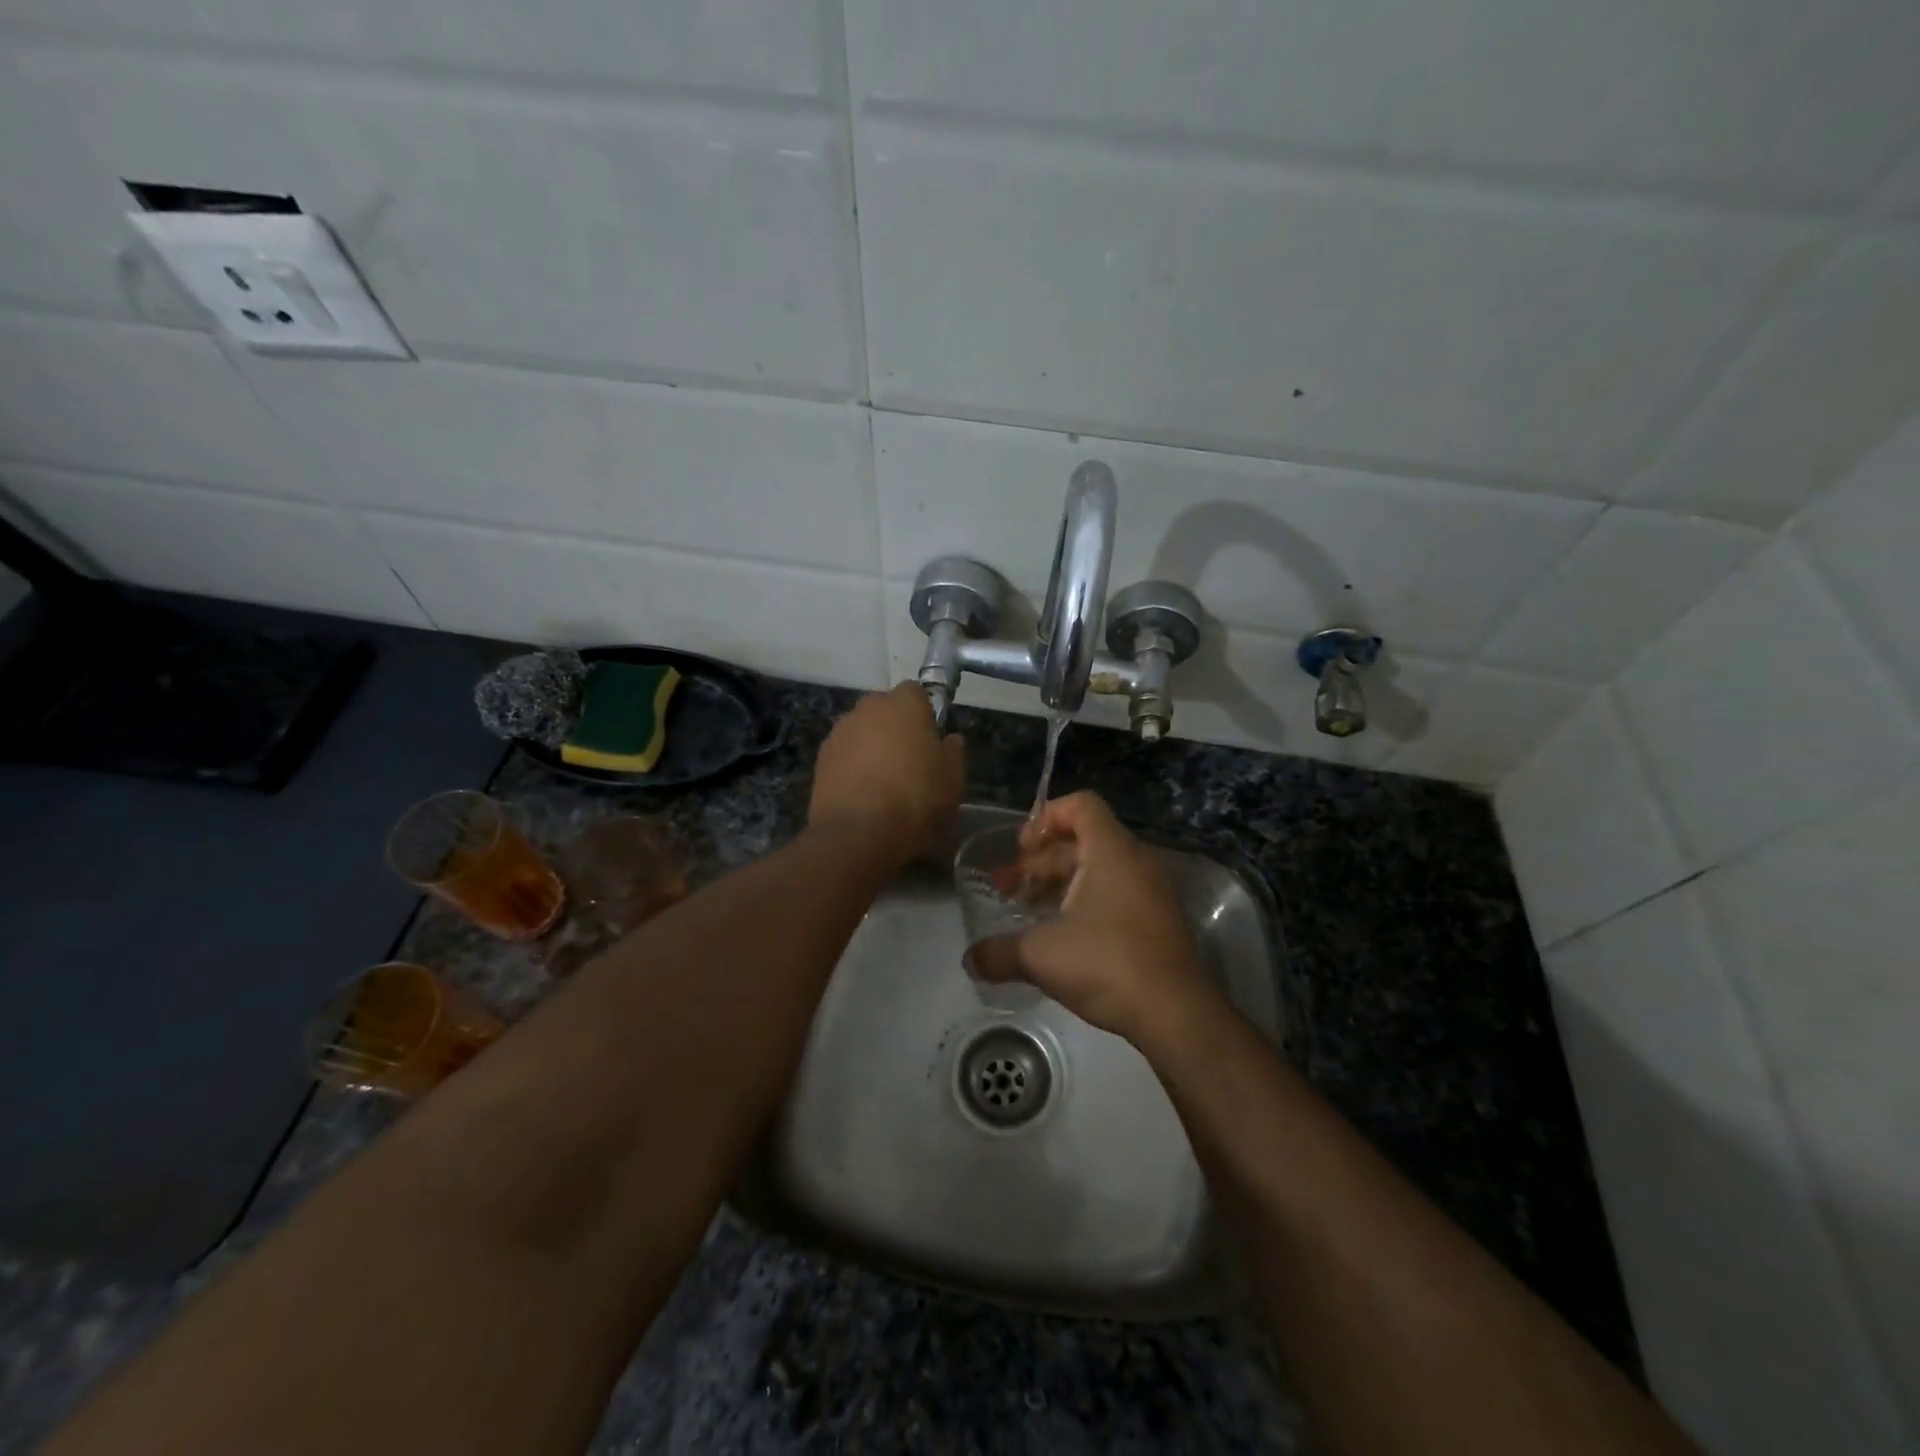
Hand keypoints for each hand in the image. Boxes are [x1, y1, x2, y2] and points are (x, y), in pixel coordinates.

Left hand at [809, 683, 964, 864]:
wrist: (859, 833)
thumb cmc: (916, 798)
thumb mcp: (953, 779)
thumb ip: (952, 752)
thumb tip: (949, 740)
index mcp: (903, 704)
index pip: (916, 692)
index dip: (925, 714)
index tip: (932, 740)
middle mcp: (867, 708)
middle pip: (885, 710)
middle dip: (896, 729)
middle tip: (910, 762)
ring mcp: (839, 732)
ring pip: (862, 732)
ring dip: (872, 747)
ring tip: (883, 783)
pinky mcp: (820, 759)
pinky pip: (845, 755)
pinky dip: (853, 767)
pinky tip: (863, 795)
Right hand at [968, 792, 1214, 1040]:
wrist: (1175, 1013)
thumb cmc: (1106, 963)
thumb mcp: (1041, 954)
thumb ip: (999, 952)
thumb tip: (969, 960)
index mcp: (1111, 851)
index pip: (1081, 805)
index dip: (1046, 818)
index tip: (1021, 848)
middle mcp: (1136, 861)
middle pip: (1082, 841)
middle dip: (1040, 861)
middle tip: (1007, 888)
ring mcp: (1151, 892)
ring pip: (1098, 871)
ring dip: (1058, 885)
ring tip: (1026, 912)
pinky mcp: (1157, 922)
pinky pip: (1115, 894)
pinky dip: (1083, 903)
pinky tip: (1059, 937)